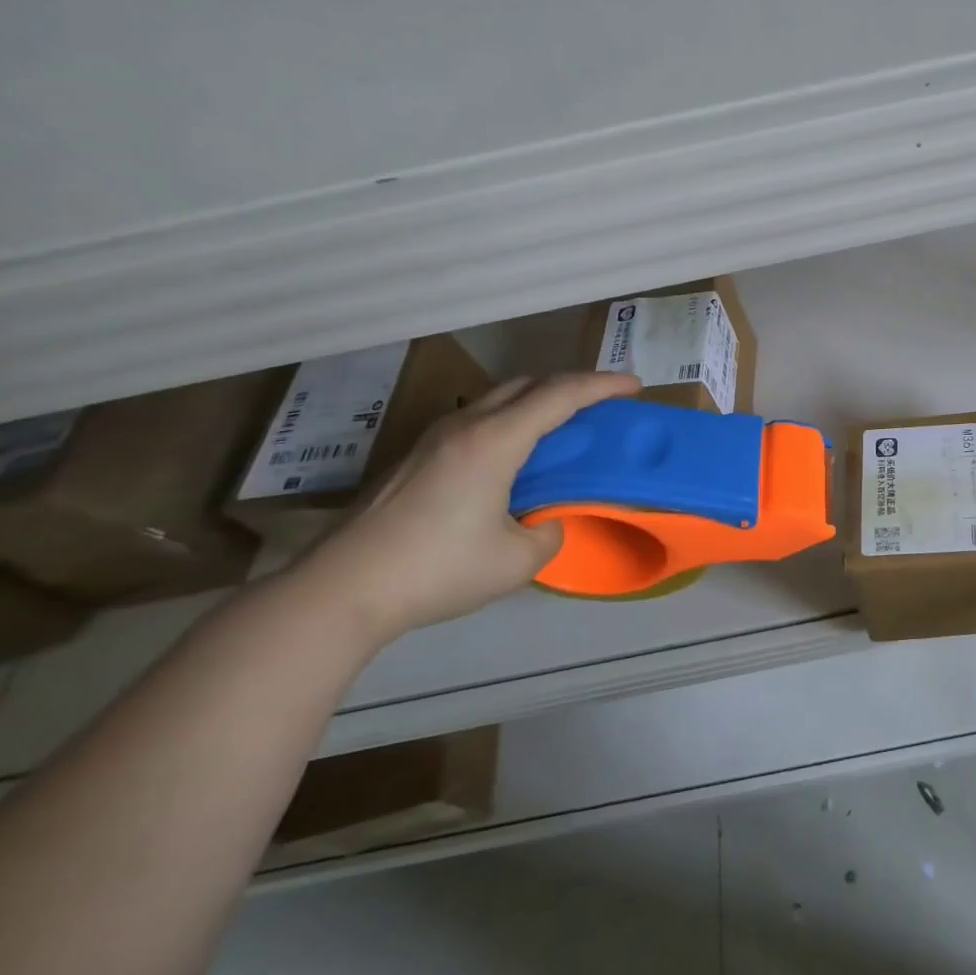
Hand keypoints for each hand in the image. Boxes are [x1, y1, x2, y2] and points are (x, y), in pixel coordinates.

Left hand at [292, 371, 641, 642]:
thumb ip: (548, 533)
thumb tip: (546, 522)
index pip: (560, 395)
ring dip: (538, 400)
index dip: (602, 385)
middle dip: (572, 384)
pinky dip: (512, 420)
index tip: (635, 386)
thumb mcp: (516, 561)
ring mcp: (434, 438)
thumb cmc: (437, 570)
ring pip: (499, 398)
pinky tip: (515, 454)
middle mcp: (465, 425)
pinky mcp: (416, 457)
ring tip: (564, 425)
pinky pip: (479, 419)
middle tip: (603, 402)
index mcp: (494, 441)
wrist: (340, 590)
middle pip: (528, 384)